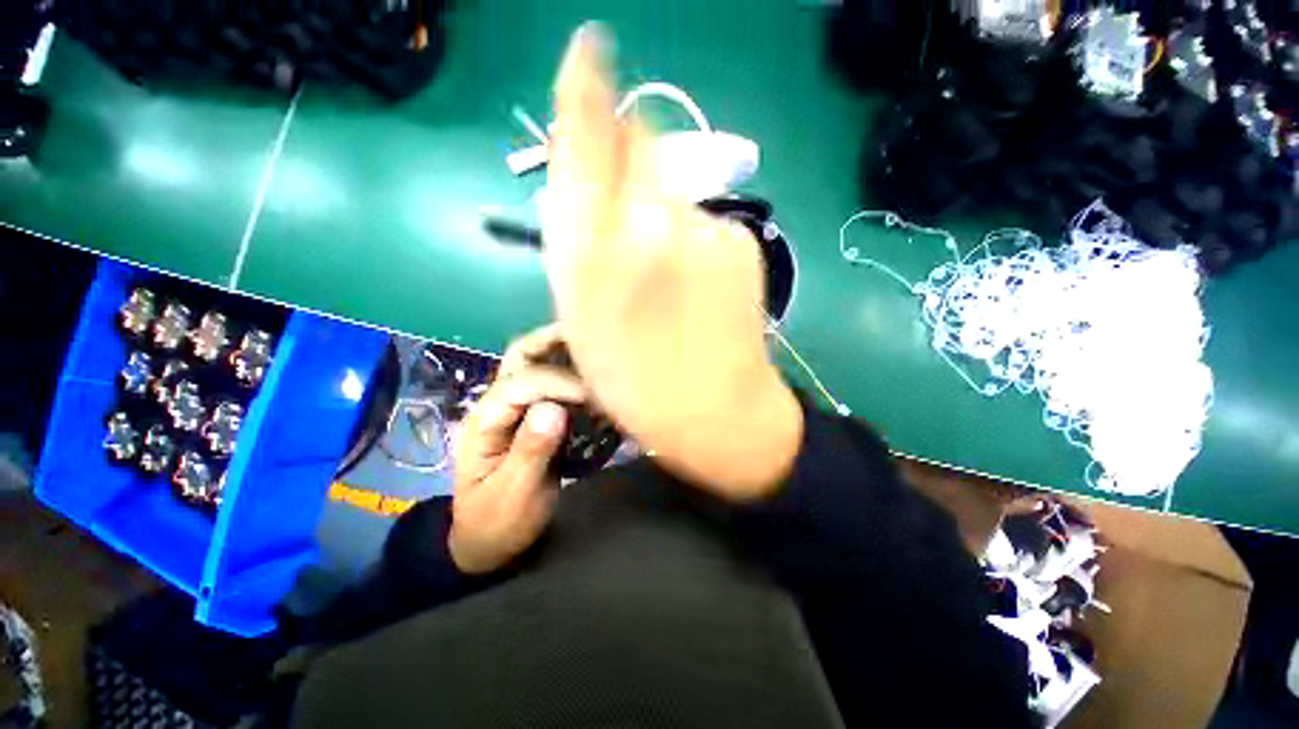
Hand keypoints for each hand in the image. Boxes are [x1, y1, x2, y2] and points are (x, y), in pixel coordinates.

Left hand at [448, 324, 586, 573]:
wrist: (488, 541)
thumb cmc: (497, 522)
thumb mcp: (513, 496)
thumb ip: (531, 452)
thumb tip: (555, 409)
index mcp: (486, 420)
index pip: (523, 382)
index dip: (560, 382)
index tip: (594, 395)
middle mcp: (499, 404)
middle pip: (522, 355)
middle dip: (555, 341)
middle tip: (593, 336)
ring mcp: (515, 408)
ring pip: (536, 362)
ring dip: (564, 350)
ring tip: (598, 348)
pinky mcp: (533, 416)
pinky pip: (551, 382)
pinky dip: (572, 371)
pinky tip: (593, 373)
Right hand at [541, 25, 802, 499]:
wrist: (716, 412)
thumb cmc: (636, 381)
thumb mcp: (580, 317)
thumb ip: (574, 239)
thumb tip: (584, 180)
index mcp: (594, 248)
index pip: (587, 134)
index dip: (586, 84)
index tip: (587, 51)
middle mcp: (648, 221)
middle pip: (639, 143)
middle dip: (626, 158)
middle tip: (625, 218)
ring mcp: (704, 228)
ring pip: (674, 188)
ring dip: (660, 210)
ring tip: (665, 274)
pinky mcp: (742, 241)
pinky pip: (705, 219)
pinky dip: (692, 236)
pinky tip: (696, 283)